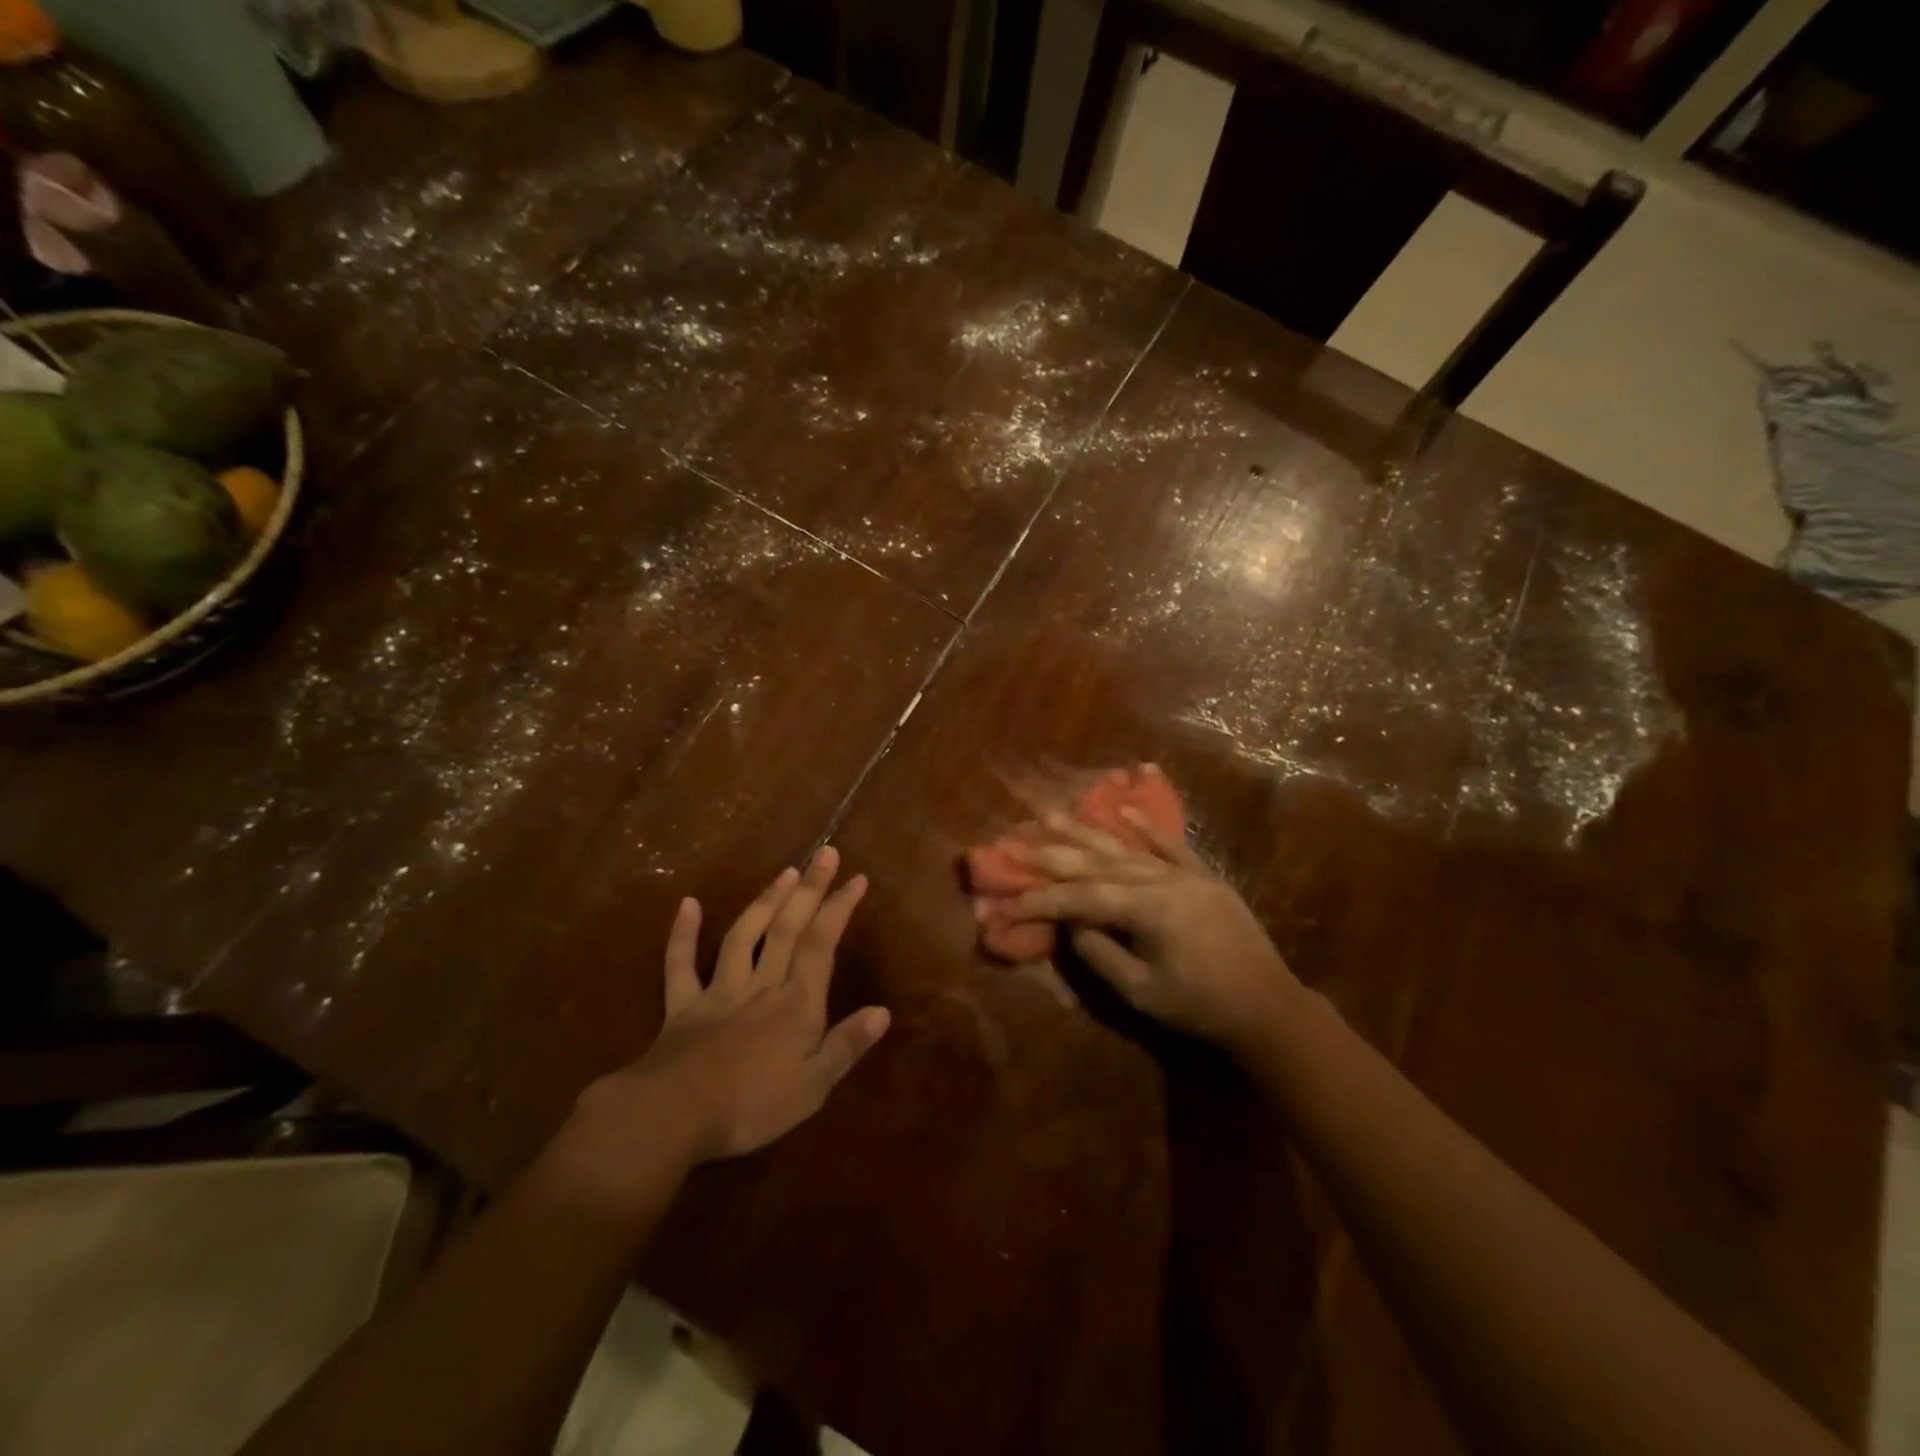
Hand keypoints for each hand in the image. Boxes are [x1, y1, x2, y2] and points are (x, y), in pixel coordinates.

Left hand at [576, 847, 890, 1168]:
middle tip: (824, 853)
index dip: (839, 908)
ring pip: (744, 936)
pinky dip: (683, 934)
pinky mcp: (683, 1007)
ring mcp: (719, 991)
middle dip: (809, 889)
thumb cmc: (750, 1107)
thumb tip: (883, 1011)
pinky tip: (687, 904)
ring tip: (785, 871)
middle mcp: (760, 985)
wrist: (672, 1118)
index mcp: (795, 1004)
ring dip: (766, 901)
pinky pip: (681, 965)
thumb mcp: (812, 1087)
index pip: (821, 944)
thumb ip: (846, 1046)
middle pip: (787, 928)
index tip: (857, 877)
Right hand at [1006, 806, 1300, 1054]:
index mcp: (1148, 909)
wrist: (1268, 1006)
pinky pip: (1170, 845)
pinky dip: (1145, 826)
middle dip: (1053, 853)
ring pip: (1126, 848)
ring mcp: (1185, 874)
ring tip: (1052, 814)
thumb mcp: (1142, 991)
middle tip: (1016, 839)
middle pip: (1097, 862)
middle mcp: (1162, 880)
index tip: (1007, 899)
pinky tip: (1123, 811)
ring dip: (1087, 831)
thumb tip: (1071, 924)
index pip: (1080, 897)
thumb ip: (1100, 954)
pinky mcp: (1202, 876)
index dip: (1041, 898)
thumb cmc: (1200, 1006)